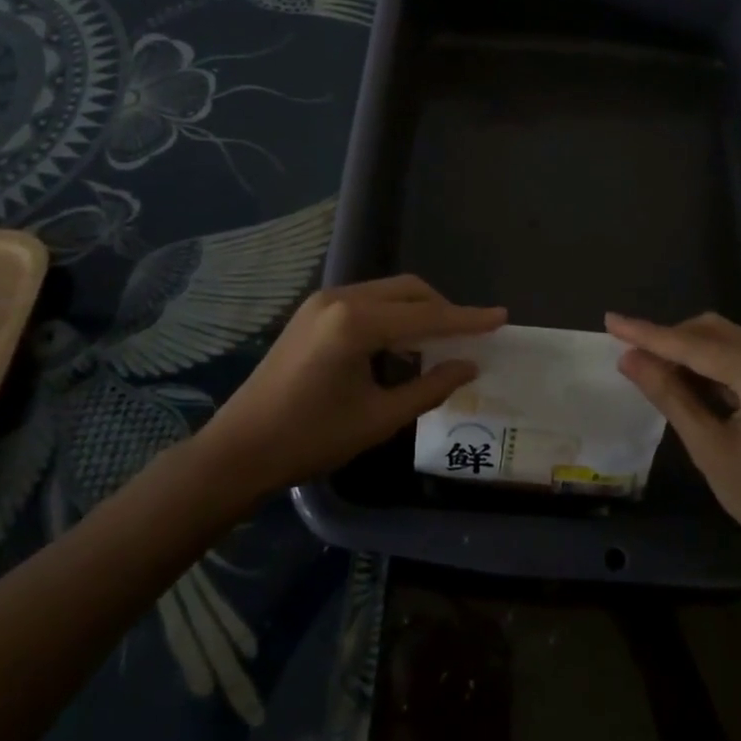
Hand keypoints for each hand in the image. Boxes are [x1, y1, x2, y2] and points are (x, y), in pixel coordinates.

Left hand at [202, 276, 506, 496]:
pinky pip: (367, 301)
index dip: (467, 320)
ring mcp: (323, 301)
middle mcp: (340, 298)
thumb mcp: (378, 419)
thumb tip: (468, 366)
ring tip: (438, 345)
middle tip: (468, 337)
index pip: (426, 316)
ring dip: (417, 312)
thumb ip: (429, 388)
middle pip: (408, 290)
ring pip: (388, 292)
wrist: (239, 449)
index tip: (501, 317)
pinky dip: (392, 316)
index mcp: (356, 323)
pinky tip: (399, 347)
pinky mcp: (313, 311)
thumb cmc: (310, 439)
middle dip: (442, 310)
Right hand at [607, 312, 740, 560]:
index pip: (694, 344)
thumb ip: (669, 395)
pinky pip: (737, 357)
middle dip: (668, 339)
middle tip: (628, 353)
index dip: (648, 333)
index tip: (610, 321)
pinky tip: (684, 380)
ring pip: (723, 340)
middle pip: (711, 331)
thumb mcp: (710, 449)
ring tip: (649, 366)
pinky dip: (707, 363)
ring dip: (686, 349)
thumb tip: (628, 357)